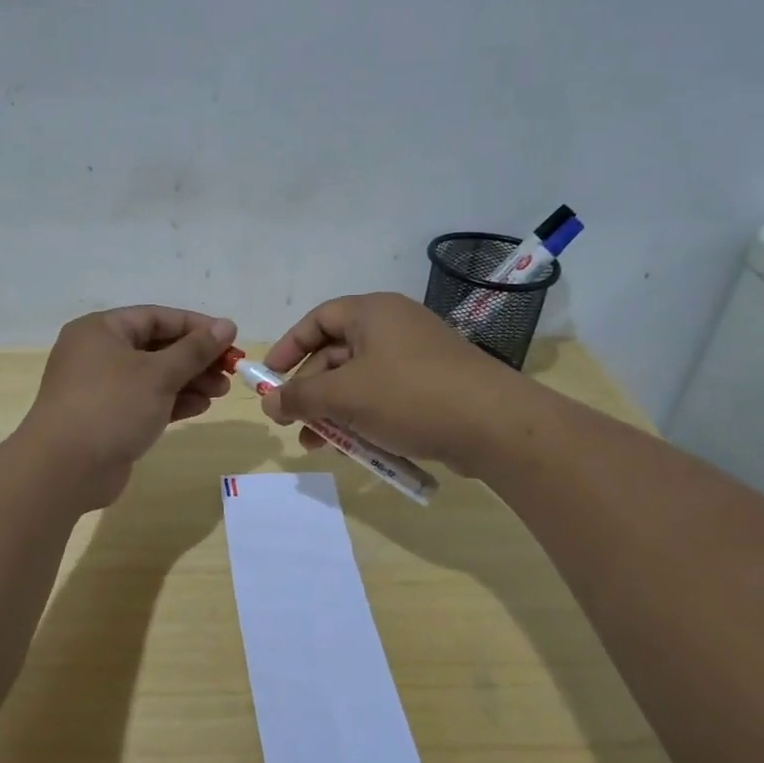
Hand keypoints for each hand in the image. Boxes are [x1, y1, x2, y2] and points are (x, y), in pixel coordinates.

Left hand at [20, 305, 237, 508]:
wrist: (65, 469)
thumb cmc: (111, 406)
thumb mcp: (159, 373)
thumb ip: (195, 350)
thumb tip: (226, 326)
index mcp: (101, 330)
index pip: (156, 317)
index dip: (196, 326)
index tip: (230, 338)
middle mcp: (98, 354)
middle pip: (156, 347)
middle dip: (195, 358)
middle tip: (230, 370)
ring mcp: (101, 388)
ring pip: (153, 376)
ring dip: (188, 381)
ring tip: (221, 391)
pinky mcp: (108, 418)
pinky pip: (145, 401)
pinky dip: (172, 402)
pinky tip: (201, 407)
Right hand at [261, 292, 522, 474]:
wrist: (495, 425)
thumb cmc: (410, 396)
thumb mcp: (345, 396)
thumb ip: (300, 397)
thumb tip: (268, 403)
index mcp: (372, 313)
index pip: (317, 320)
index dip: (289, 347)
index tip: (269, 378)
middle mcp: (394, 327)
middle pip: (336, 354)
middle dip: (310, 391)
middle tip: (292, 423)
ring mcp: (417, 358)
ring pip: (360, 382)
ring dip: (333, 412)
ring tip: (316, 445)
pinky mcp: (433, 387)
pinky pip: (385, 398)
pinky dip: (364, 419)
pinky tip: (355, 449)